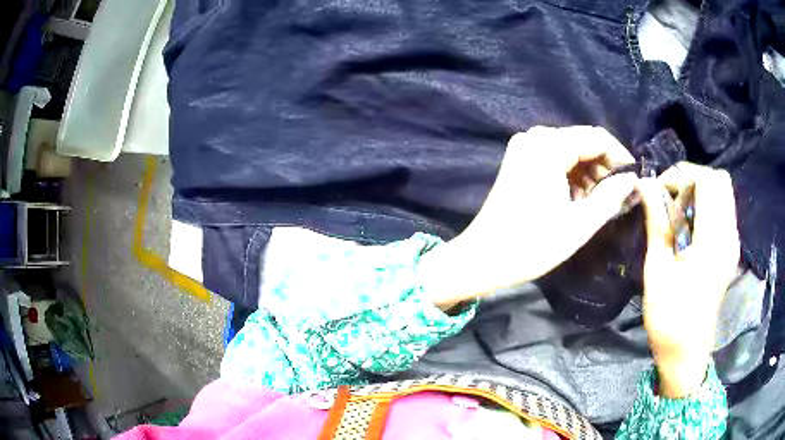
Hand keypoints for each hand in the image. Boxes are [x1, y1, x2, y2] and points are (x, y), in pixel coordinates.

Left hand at [419, 126, 636, 308]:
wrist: (482, 258)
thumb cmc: (531, 245)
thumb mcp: (580, 224)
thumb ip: (611, 197)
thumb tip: (632, 179)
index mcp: (548, 146)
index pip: (597, 137)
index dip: (620, 157)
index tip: (634, 180)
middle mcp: (534, 137)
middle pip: (583, 142)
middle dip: (605, 167)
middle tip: (617, 197)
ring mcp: (524, 147)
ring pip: (571, 150)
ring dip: (589, 173)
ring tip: (598, 203)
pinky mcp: (519, 160)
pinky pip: (555, 158)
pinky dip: (572, 175)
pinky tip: (578, 199)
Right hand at [637, 162, 739, 397]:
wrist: (687, 352)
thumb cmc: (669, 317)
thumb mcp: (658, 269)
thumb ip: (657, 221)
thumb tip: (644, 184)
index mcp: (713, 241)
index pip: (707, 181)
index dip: (682, 175)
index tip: (660, 190)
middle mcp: (729, 235)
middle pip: (719, 181)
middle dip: (693, 178)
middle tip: (671, 196)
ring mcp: (732, 243)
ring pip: (723, 193)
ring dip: (700, 191)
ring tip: (678, 212)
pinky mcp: (730, 250)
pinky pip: (723, 210)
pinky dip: (706, 206)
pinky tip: (690, 227)